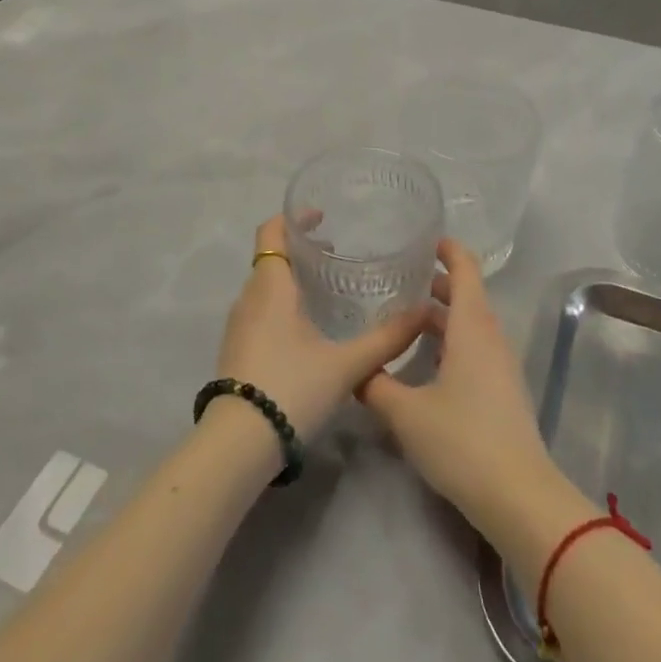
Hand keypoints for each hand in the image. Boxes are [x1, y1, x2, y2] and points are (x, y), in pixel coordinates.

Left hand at [212, 215, 429, 444]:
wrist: (237, 444)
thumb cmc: (291, 387)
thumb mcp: (346, 364)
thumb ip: (386, 338)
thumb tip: (424, 313)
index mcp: (271, 286)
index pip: (272, 231)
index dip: (294, 217)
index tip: (321, 217)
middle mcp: (249, 297)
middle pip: (270, 256)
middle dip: (300, 249)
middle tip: (337, 252)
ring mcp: (238, 324)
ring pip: (265, 285)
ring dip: (291, 277)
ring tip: (327, 289)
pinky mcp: (236, 348)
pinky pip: (260, 309)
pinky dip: (282, 303)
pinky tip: (307, 327)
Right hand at [359, 239, 561, 533]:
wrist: (520, 498)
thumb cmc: (462, 441)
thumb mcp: (406, 414)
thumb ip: (376, 386)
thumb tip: (356, 370)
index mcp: (471, 327)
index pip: (465, 269)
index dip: (448, 249)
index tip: (424, 240)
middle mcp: (490, 338)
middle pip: (467, 296)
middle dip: (437, 284)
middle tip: (400, 281)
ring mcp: (501, 366)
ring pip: (470, 325)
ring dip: (442, 316)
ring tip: (405, 320)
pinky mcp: (503, 392)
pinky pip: (475, 350)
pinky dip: (451, 342)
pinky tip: (426, 364)